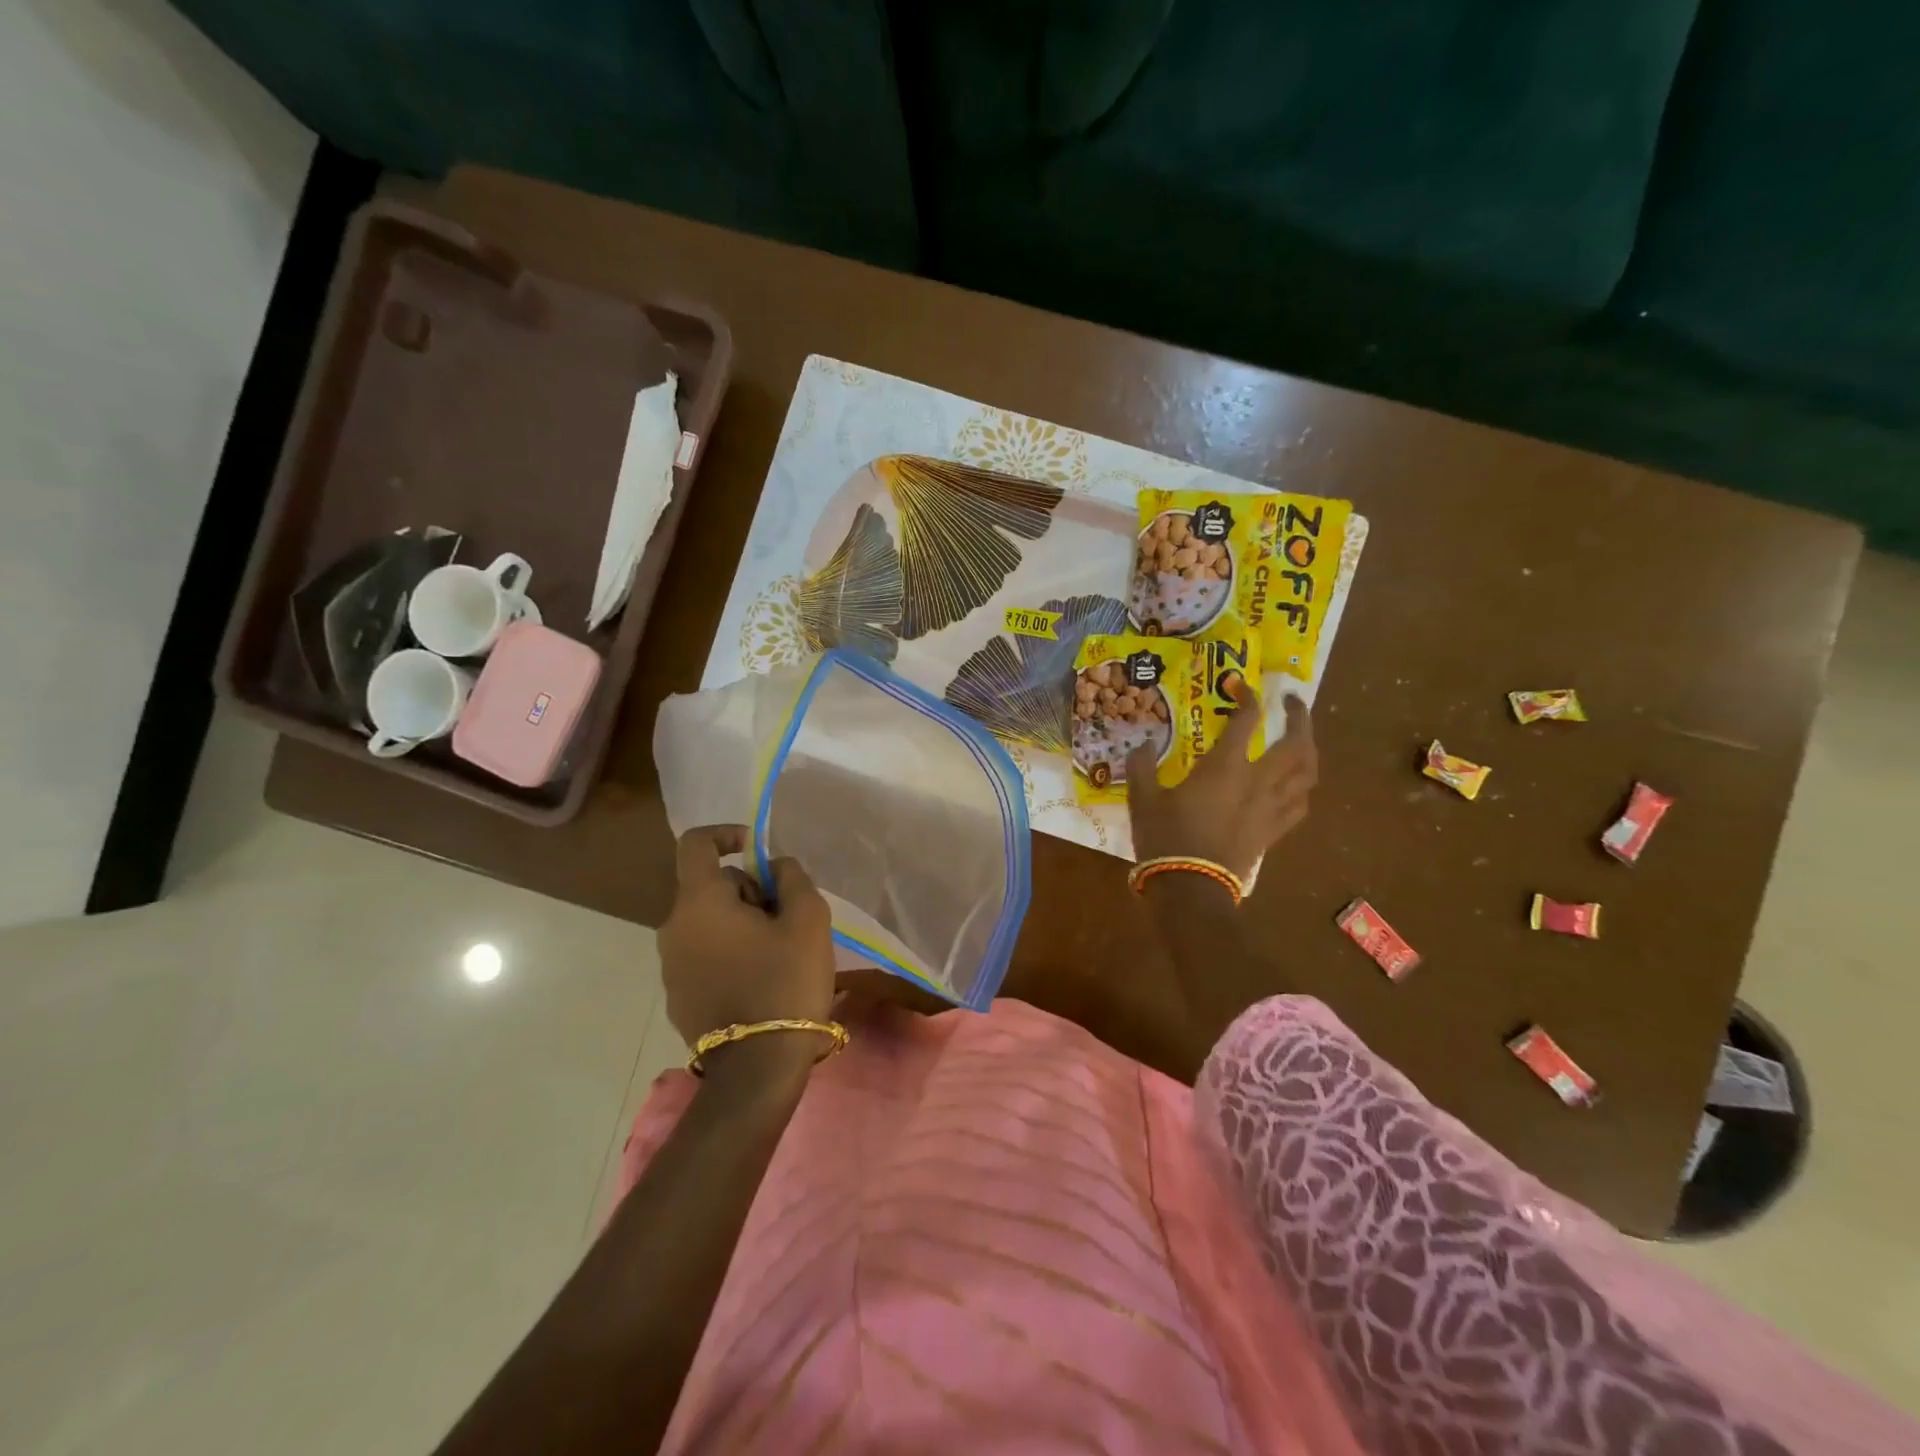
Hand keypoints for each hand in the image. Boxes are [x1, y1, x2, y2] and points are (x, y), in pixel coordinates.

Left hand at [659, 826, 835, 1050]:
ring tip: (780, 953)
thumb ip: (792, 878)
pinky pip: (704, 955)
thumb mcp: (808, 919)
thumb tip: (775, 865)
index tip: (757, 850)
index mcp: (699, 903)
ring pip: (709, 923)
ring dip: (742, 924)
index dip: (727, 834)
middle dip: (750, 891)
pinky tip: (761, 981)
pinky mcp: (677, 997)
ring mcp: (670, 967)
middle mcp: (673, 928)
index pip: (696, 844)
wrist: (758, 1068)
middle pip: (711, 887)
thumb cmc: (785, 982)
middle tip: (787, 919)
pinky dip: (730, 953)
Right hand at [1125, 683, 1315, 884]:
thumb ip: (1142, 766)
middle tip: (1291, 703)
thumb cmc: (1166, 838)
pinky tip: (1295, 784)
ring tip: (1302, 739)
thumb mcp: (1143, 798)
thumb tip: (1142, 745)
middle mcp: (1257, 781)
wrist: (1190, 889)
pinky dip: (1302, 787)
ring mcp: (1270, 808)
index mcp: (1225, 767)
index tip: (1240, 685)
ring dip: (1309, 750)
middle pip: (1297, 743)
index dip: (1246, 696)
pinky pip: (1299, 804)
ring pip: (1308, 773)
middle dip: (1299, 717)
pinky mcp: (1272, 832)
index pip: (1246, 719)